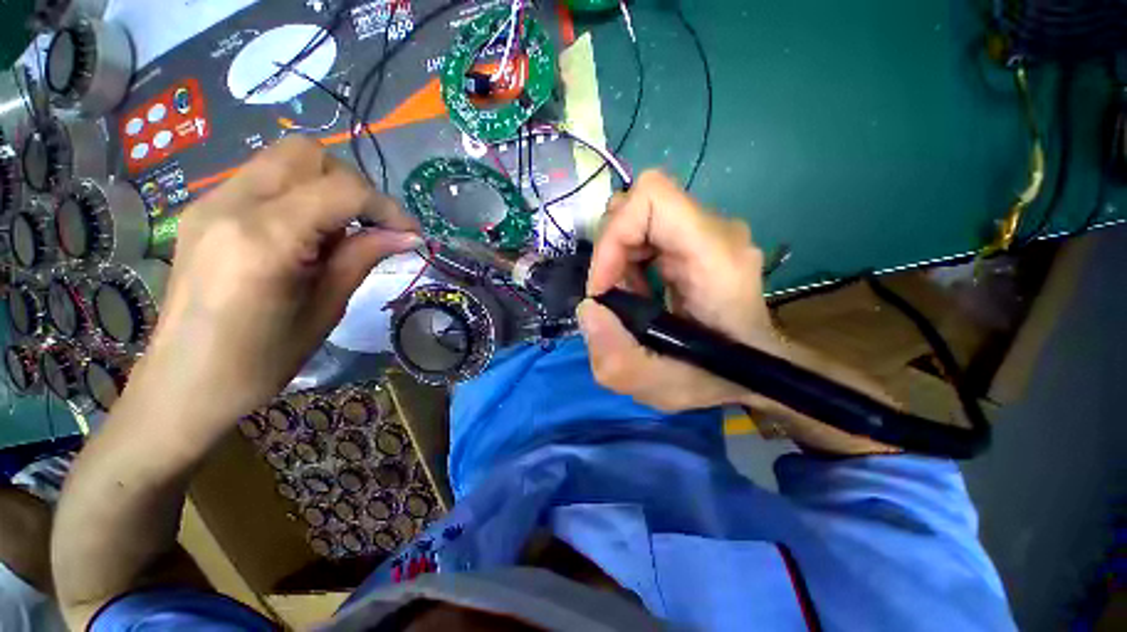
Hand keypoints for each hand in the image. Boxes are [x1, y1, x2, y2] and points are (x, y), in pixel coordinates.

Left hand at [138, 136, 420, 434]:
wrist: (184, 384)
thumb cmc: (261, 359)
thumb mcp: (326, 308)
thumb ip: (363, 257)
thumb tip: (408, 236)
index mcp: (264, 238)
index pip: (342, 189)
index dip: (386, 206)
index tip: (410, 233)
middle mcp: (230, 204)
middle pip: (307, 153)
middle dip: (353, 184)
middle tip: (372, 225)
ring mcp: (210, 202)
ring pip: (284, 160)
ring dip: (326, 187)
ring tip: (339, 233)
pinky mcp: (203, 211)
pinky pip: (264, 180)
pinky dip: (300, 195)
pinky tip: (306, 235)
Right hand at [578, 171, 777, 411]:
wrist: (755, 369)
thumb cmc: (719, 377)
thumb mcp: (663, 387)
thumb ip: (617, 359)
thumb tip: (588, 308)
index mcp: (715, 255)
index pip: (652, 196)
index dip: (613, 236)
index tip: (603, 286)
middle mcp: (716, 231)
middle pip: (641, 204)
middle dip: (611, 250)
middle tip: (611, 295)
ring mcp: (709, 232)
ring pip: (641, 215)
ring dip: (618, 256)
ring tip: (625, 297)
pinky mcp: (697, 240)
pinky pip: (648, 230)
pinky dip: (629, 258)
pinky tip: (637, 290)